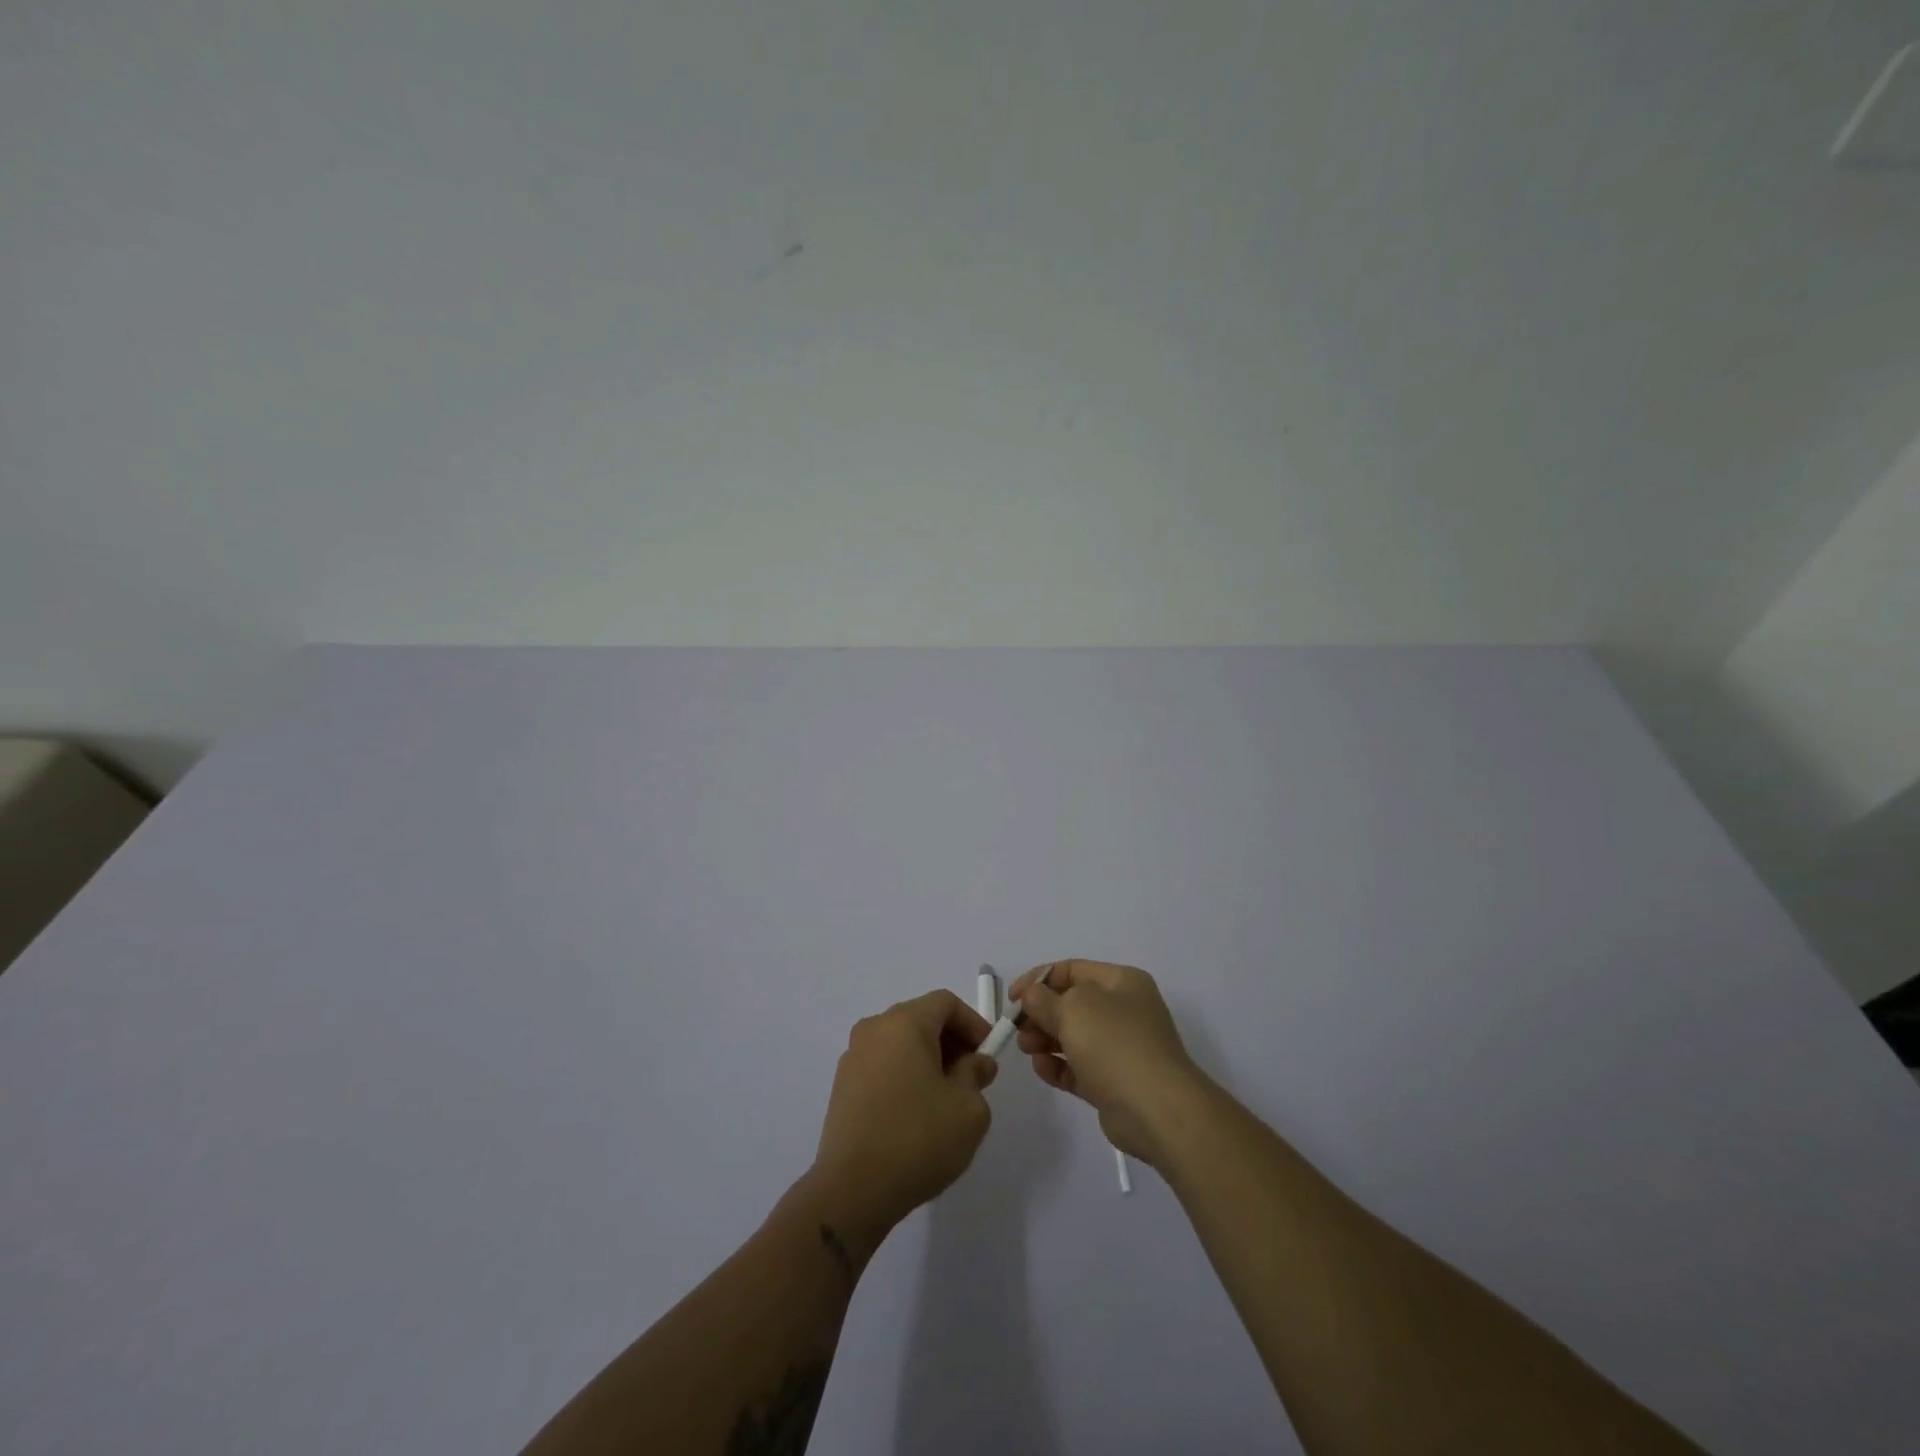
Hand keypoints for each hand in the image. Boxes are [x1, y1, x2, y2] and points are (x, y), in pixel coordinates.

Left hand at [808, 990, 998, 1244]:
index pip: (945, 1003)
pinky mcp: (842, 1087)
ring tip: (946, 1100)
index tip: (987, 1055)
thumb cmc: (918, 1139)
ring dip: (928, 1060)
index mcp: (904, 1023)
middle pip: (921, 1019)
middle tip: (972, 1078)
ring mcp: (853, 1057)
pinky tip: (916, 1115)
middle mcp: (874, 1029)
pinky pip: (883, 1066)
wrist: (852, 1190)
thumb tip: (974, 1063)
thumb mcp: (968, 1108)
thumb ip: (976, 1074)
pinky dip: (905, 1076)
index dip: (973, 1023)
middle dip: (952, 1042)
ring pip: (901, 1043)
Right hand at [1010, 960, 1204, 1165]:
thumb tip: (1032, 997)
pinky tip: (1041, 1068)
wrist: (1157, 1110)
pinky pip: (1078, 1067)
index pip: (1072, 969)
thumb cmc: (1115, 1044)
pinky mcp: (1114, 1083)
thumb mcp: (1073, 1008)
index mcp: (1121, 982)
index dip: (1038, 979)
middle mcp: (1124, 1010)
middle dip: (1040, 1013)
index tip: (1012, 998)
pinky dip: (1058, 1066)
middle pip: (1071, 1003)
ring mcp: (1121, 1048)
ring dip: (1045, 1039)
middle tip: (1016, 1028)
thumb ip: (1044, 999)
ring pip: (1073, 1036)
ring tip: (1027, 1049)